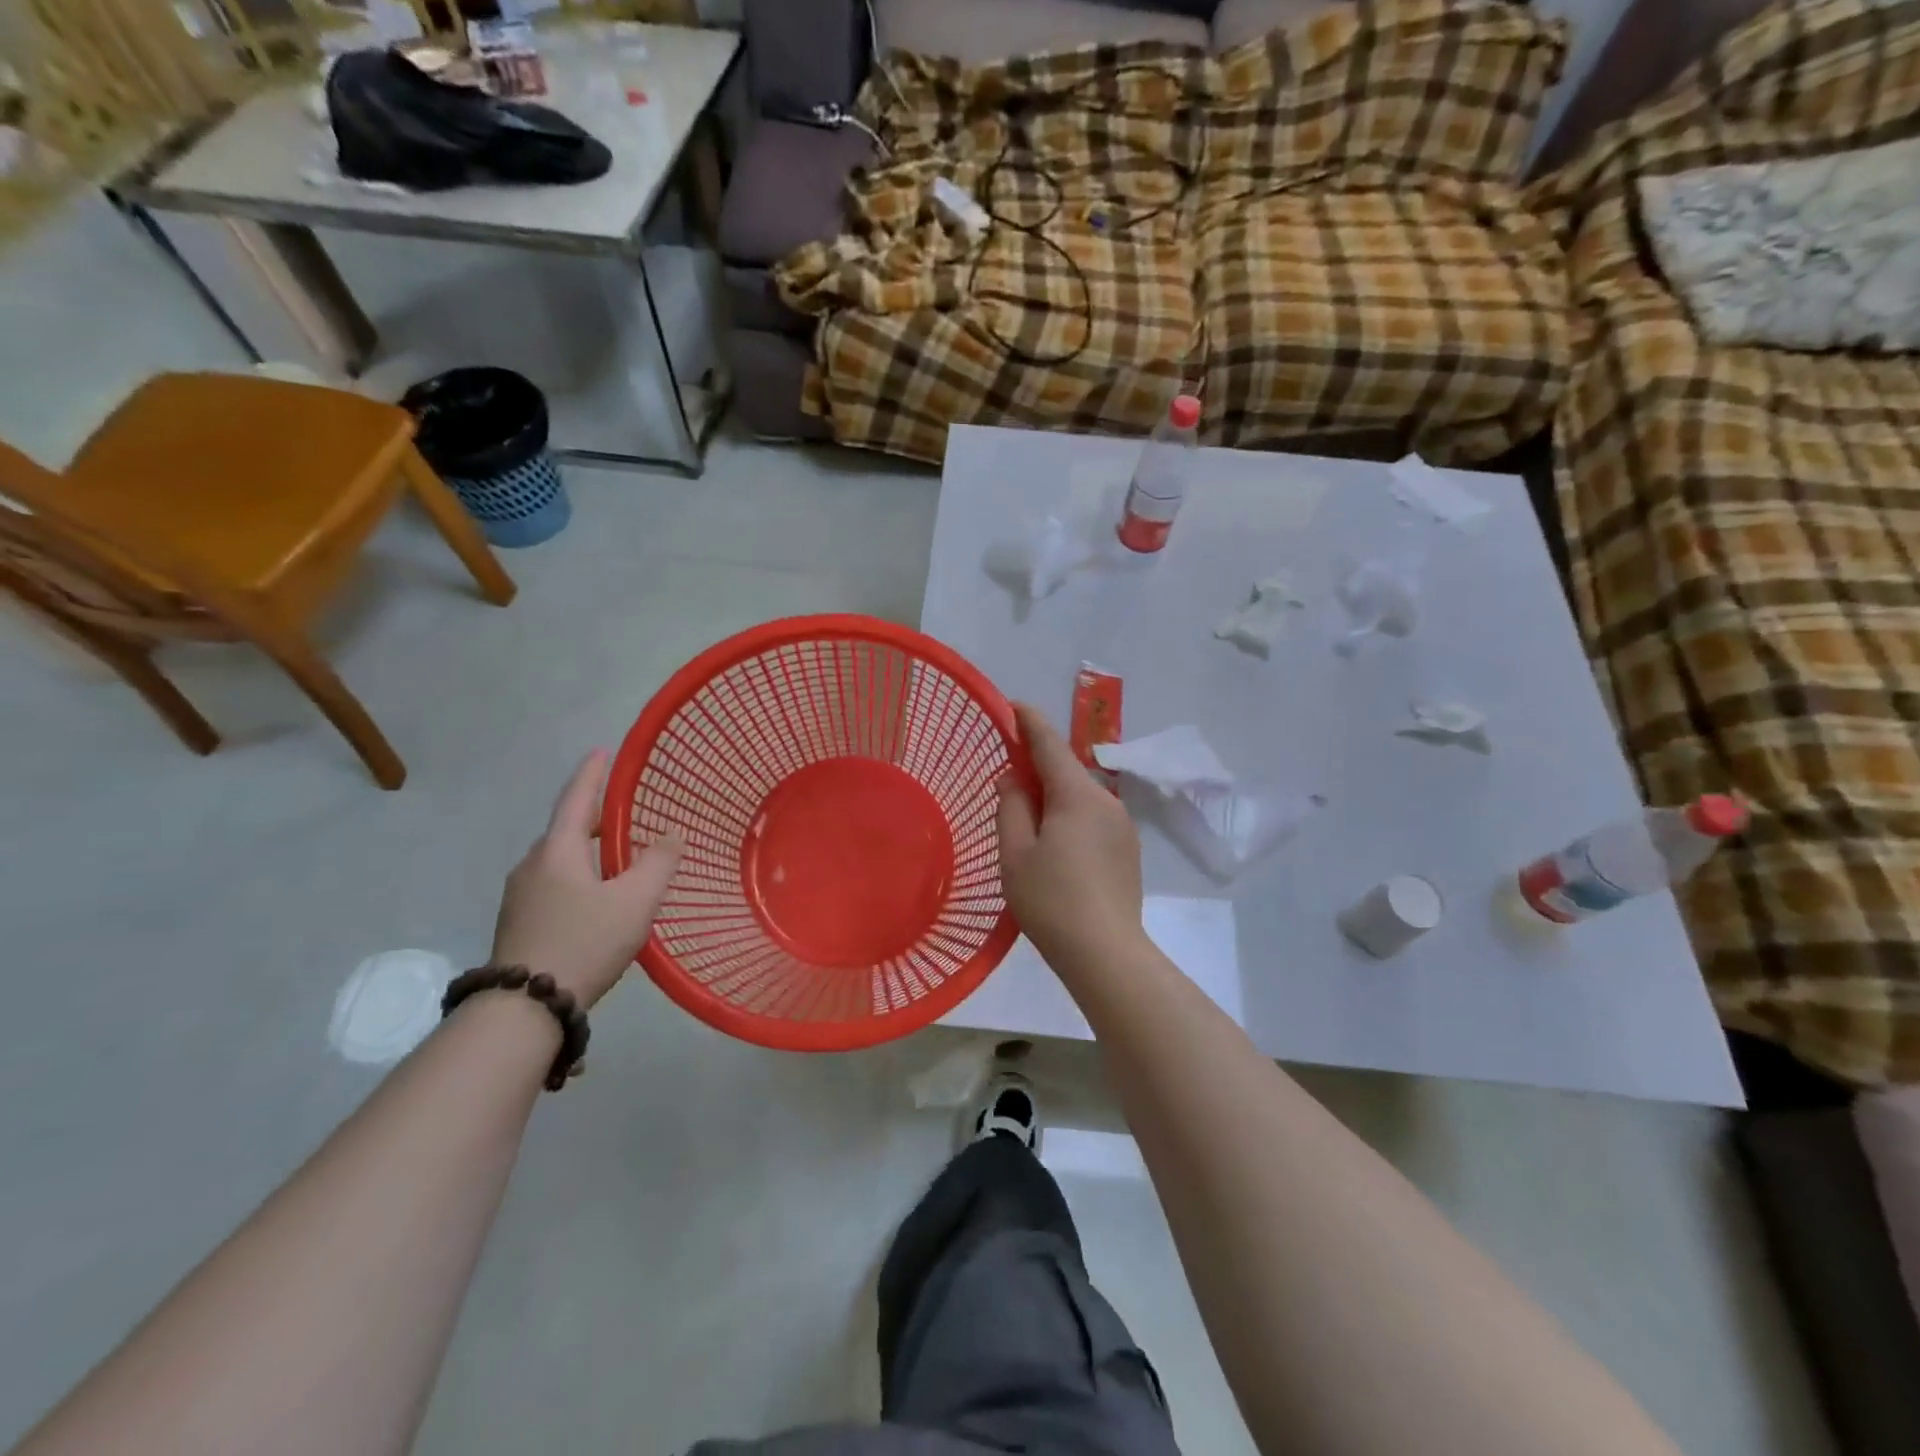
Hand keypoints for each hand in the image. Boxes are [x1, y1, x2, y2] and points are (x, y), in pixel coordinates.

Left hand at [491, 751, 684, 1008]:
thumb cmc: (584, 941)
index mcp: (557, 851)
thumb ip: (658, 862)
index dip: (592, 774)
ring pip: (560, 860)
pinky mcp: (520, 923)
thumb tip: (671, 833)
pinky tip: (598, 897)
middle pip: (566, 829)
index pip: (576, 798)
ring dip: (587, 850)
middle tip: (624, 810)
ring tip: (618, 856)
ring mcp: (521, 896)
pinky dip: (579, 876)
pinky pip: (554, 884)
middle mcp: (532, 865)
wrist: (524, 1007)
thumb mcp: (635, 900)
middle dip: (594, 816)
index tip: (601, 751)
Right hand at [996, 702, 1144, 969]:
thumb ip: (1012, 806)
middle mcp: (1107, 801)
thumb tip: (1014, 778)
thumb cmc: (1051, 901)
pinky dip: (1071, 817)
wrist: (1106, 953)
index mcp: (1078, 795)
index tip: (1012, 705)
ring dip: (1055, 796)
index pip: (1050, 744)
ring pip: (1081, 797)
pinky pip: (1094, 819)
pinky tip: (1056, 846)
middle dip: (1039, 766)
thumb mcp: (1016, 853)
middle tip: (1009, 777)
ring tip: (1029, 821)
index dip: (1030, 722)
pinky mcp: (1129, 850)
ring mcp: (1123, 826)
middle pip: (1068, 771)